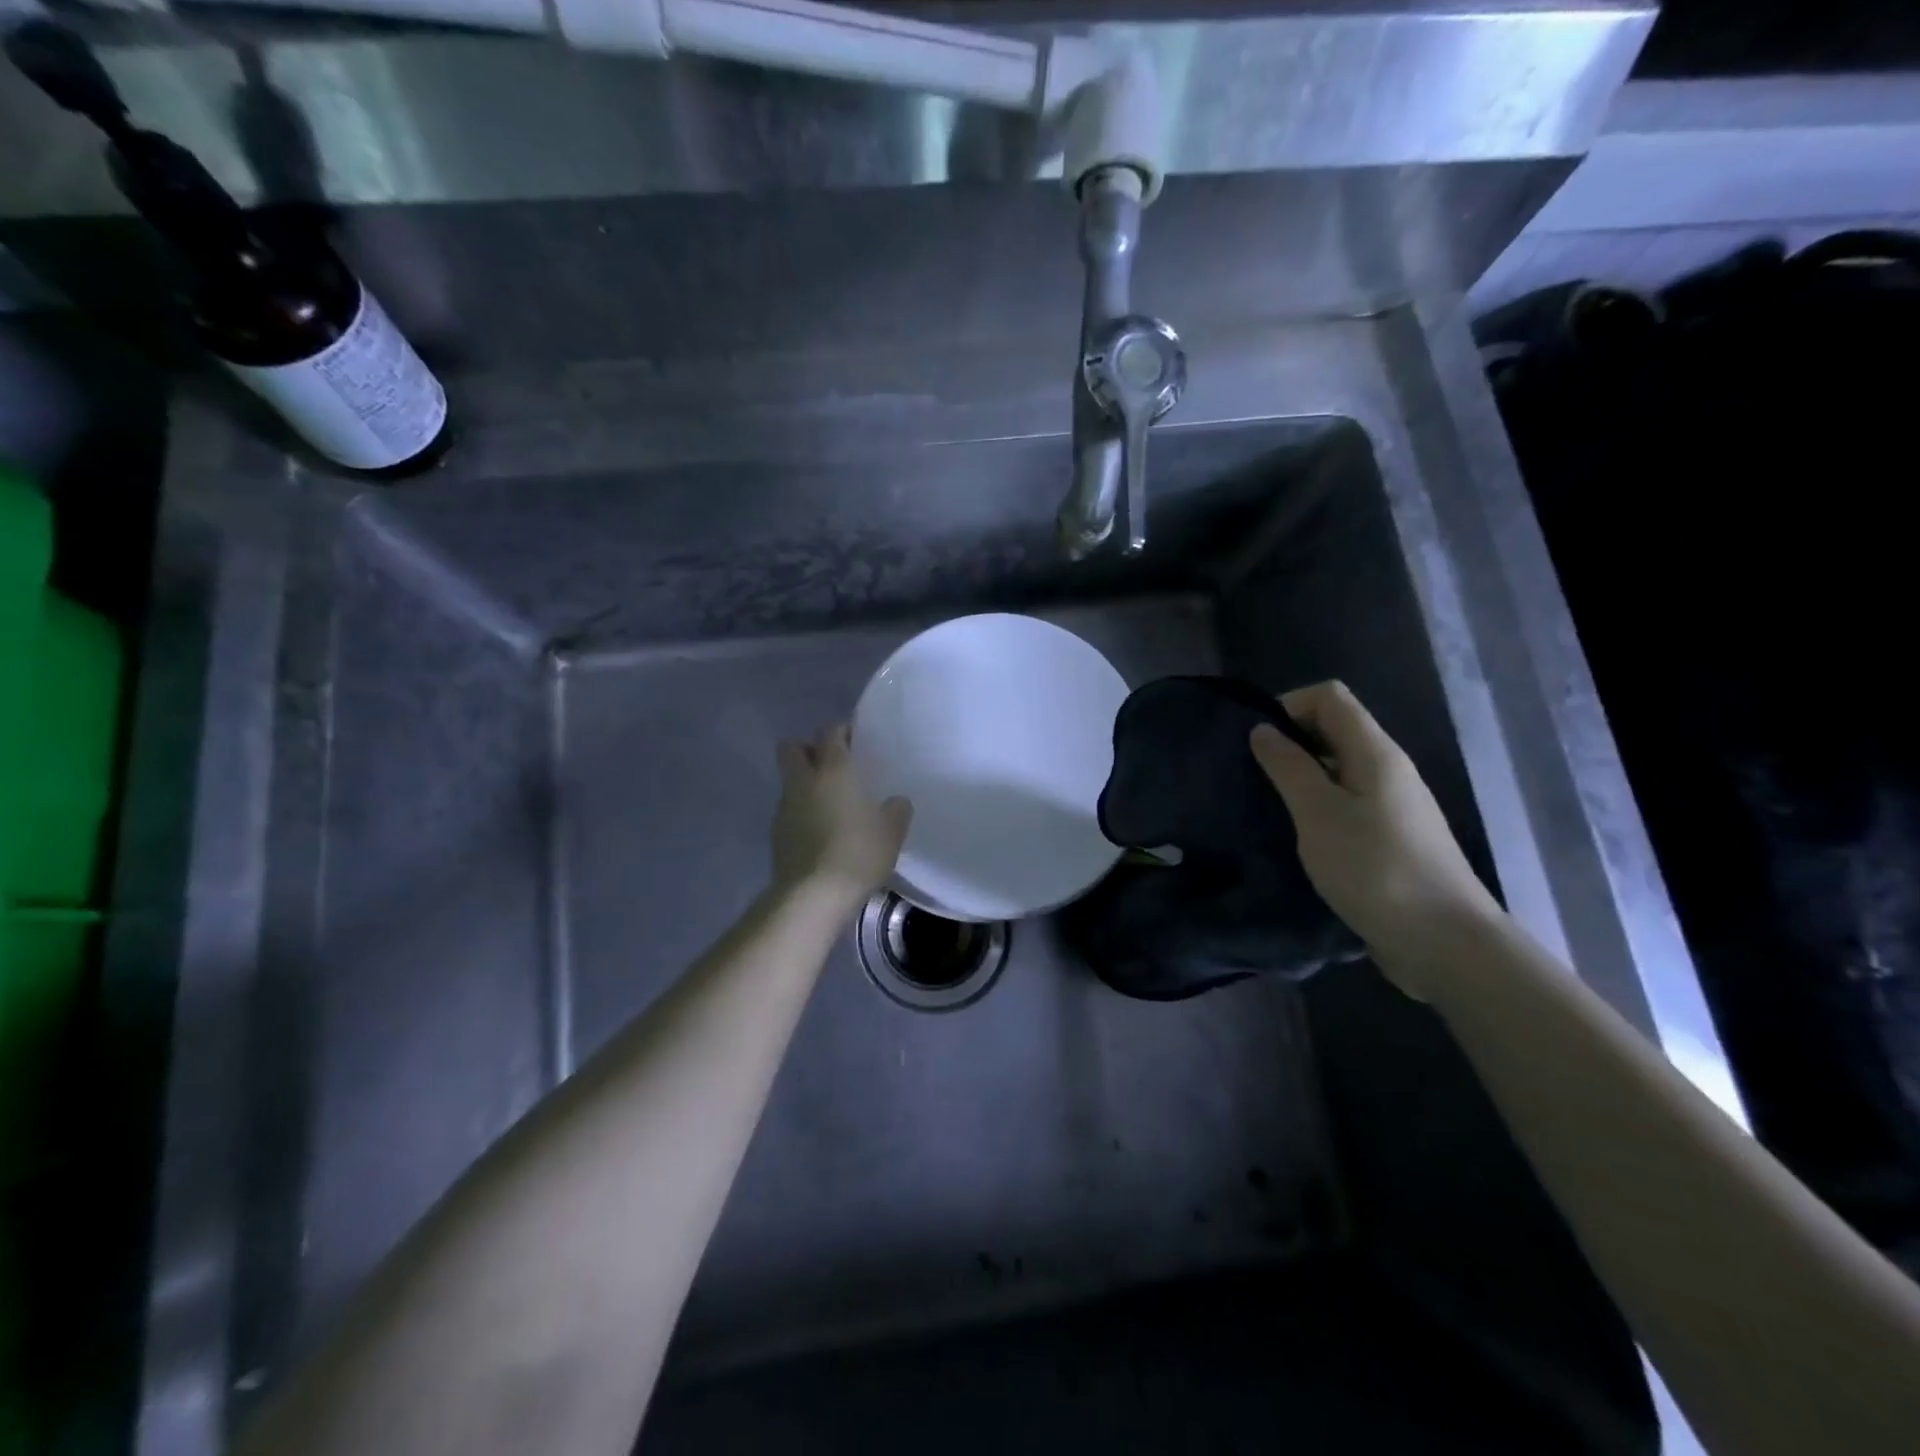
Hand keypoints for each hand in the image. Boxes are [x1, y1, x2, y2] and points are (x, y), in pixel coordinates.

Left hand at [772, 724, 911, 907]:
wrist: (813, 895)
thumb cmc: (858, 853)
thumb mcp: (891, 832)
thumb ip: (896, 811)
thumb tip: (896, 802)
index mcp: (833, 770)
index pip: (830, 732)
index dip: (841, 730)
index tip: (854, 738)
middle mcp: (803, 781)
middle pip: (792, 748)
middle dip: (807, 749)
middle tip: (831, 765)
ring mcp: (784, 807)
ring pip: (789, 782)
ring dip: (804, 785)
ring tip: (828, 804)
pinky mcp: (775, 835)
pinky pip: (788, 812)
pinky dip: (800, 814)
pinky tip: (819, 833)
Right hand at [1250, 681, 1500, 990]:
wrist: (1444, 942)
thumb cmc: (1375, 869)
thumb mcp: (1318, 813)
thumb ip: (1288, 767)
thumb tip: (1263, 730)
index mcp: (1375, 752)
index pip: (1330, 697)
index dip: (1289, 706)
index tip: (1257, 743)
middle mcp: (1388, 769)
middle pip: (1334, 729)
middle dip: (1290, 743)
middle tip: (1254, 777)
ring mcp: (1393, 805)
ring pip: (1338, 769)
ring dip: (1301, 778)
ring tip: (1269, 808)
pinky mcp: (1390, 838)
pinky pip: (1347, 803)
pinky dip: (1317, 808)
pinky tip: (1299, 837)